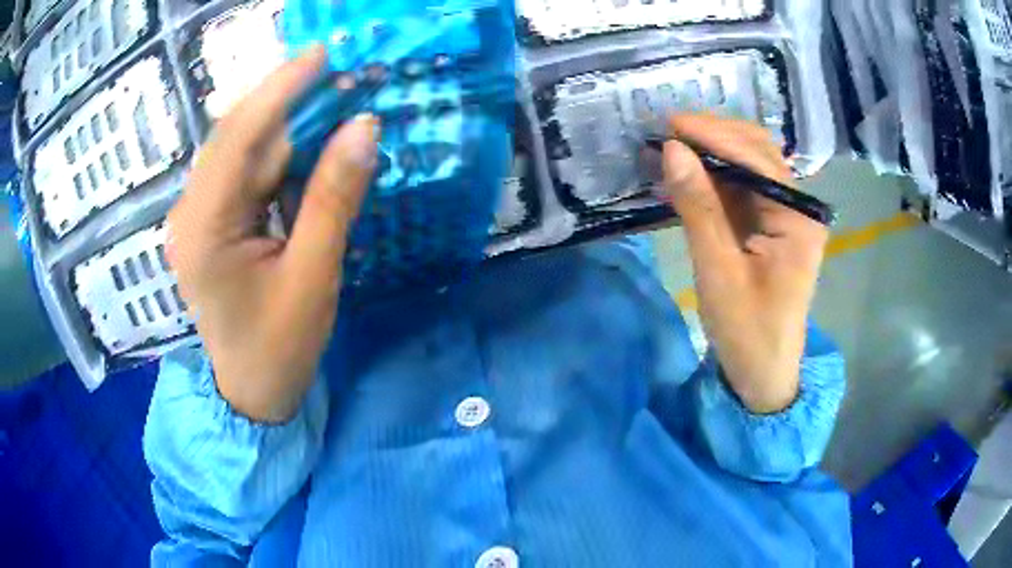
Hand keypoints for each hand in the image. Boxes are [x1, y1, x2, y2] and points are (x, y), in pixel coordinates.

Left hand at [167, 46, 378, 422]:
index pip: (239, 138)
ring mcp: (198, 215)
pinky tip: (308, 138)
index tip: (322, 54)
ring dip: (285, 121)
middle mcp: (191, 211)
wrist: (251, 392)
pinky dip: (279, 151)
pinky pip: (245, 172)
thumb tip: (363, 127)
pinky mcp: (211, 221)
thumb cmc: (279, 347)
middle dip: (286, 99)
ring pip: (241, 149)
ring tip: (330, 94)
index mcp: (203, 228)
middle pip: (236, 136)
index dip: (281, 90)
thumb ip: (334, 198)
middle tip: (338, 71)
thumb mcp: (312, 276)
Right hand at [658, 114, 828, 413]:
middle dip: (715, 135)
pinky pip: (742, 187)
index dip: (714, 136)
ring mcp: (784, 214)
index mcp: (797, 219)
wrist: (763, 373)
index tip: (670, 124)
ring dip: (712, 151)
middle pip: (758, 152)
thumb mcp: (718, 272)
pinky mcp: (769, 224)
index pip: (757, 159)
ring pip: (749, 164)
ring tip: (672, 145)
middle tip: (668, 130)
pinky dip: (713, 175)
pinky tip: (688, 172)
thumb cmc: (746, 331)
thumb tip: (673, 151)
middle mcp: (797, 207)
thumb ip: (698, 208)